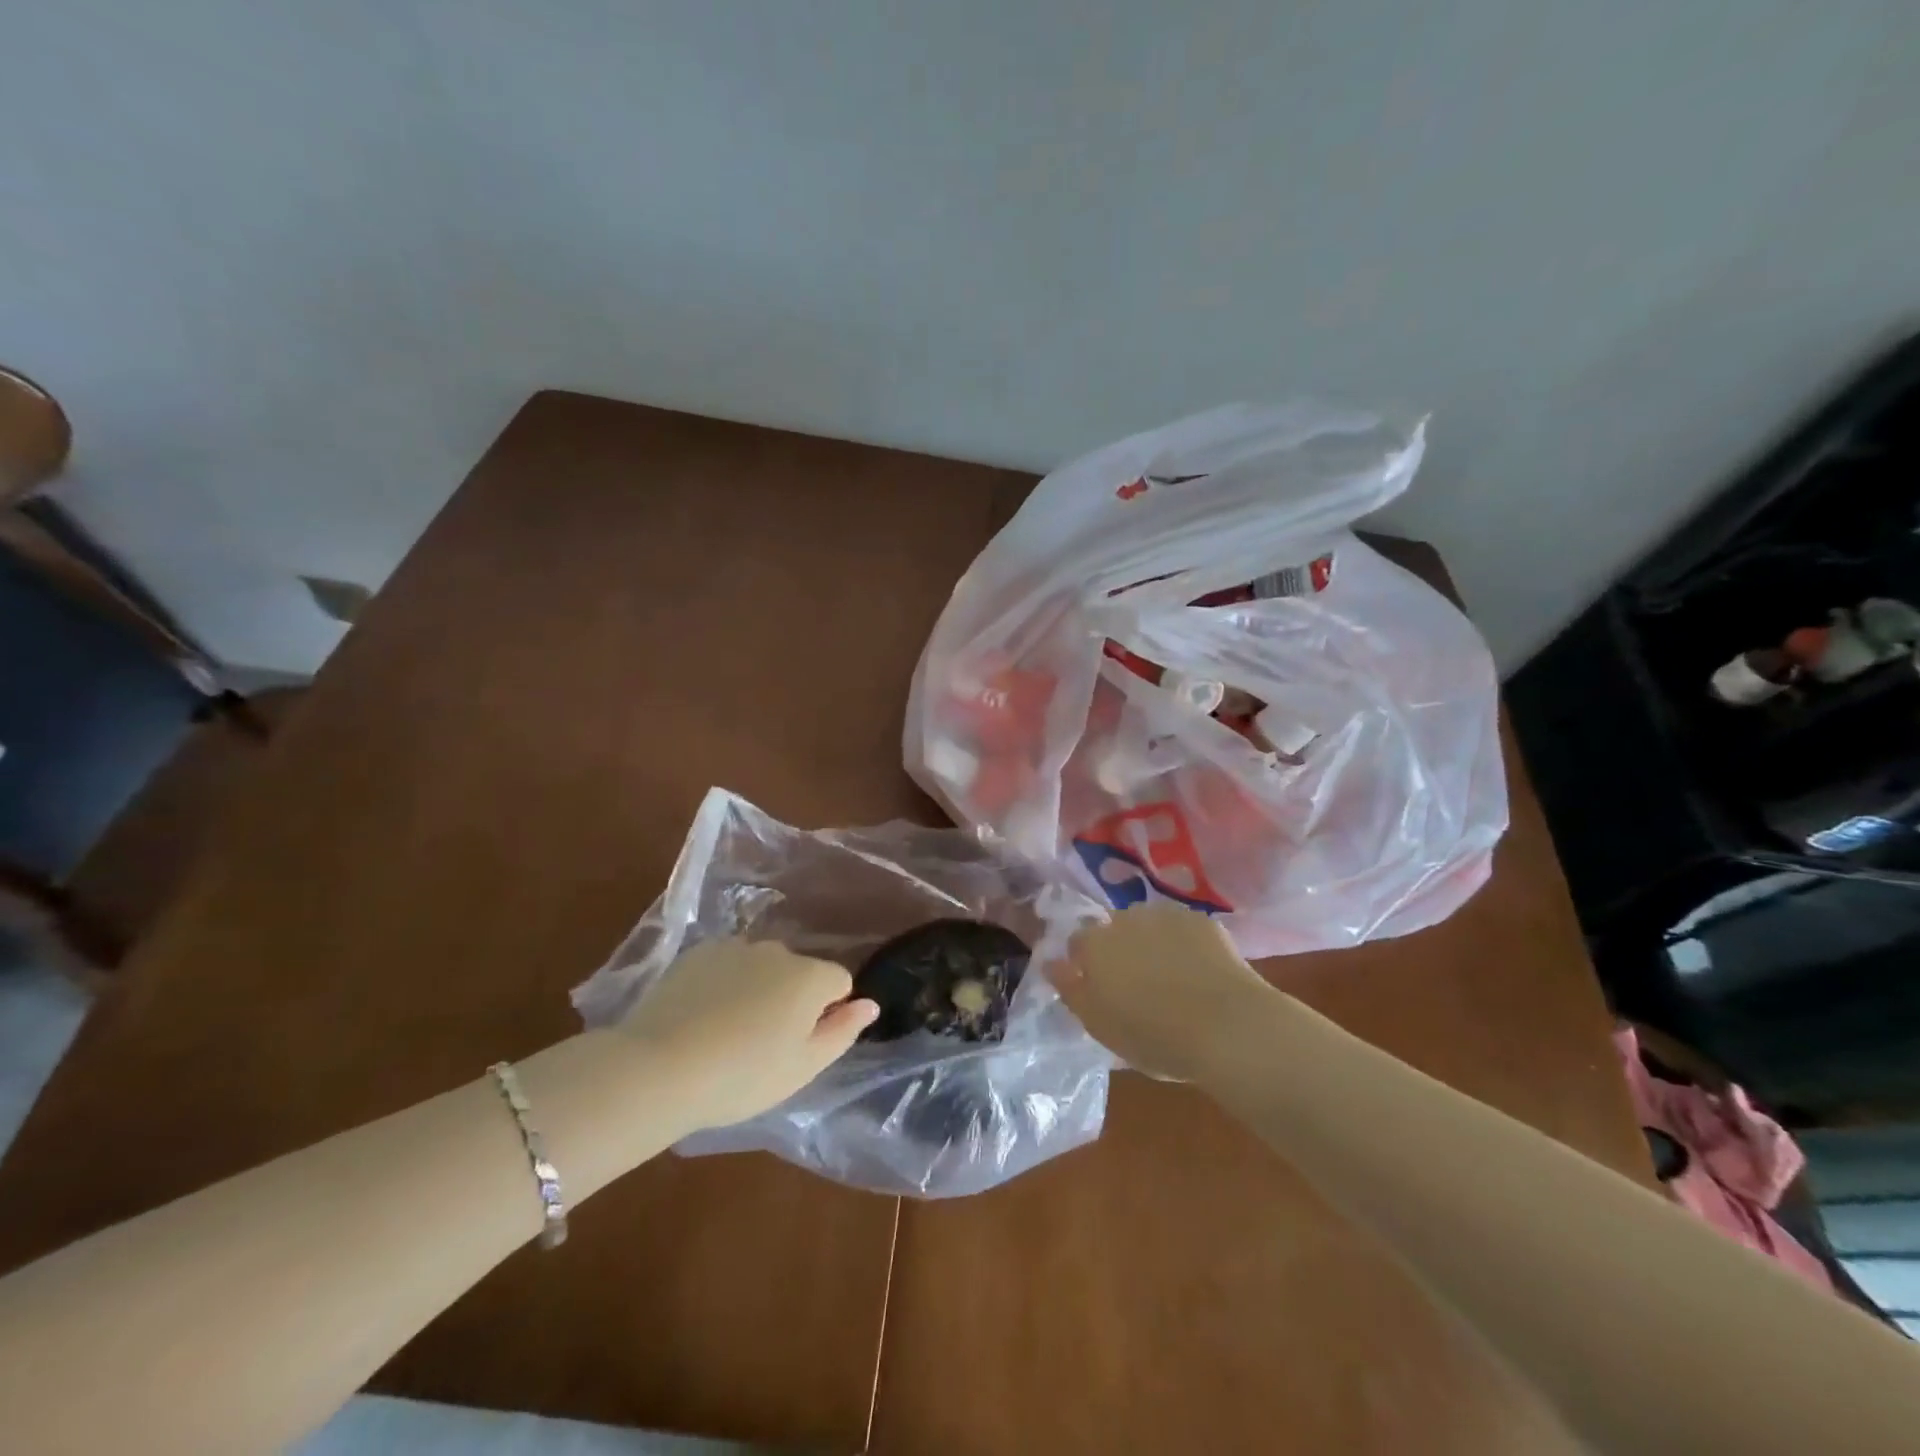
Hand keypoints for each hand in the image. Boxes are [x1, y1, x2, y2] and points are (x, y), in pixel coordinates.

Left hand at [619, 938, 876, 1129]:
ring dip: (758, 989)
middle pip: (799, 971)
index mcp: (810, 976)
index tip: (800, 1045)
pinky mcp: (697, 953)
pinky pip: (727, 965)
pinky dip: (724, 984)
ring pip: (762, 967)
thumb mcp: (803, 1067)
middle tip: (764, 1045)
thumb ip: (843, 1031)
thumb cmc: (743, 1076)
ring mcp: (734, 947)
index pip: (839, 982)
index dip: (827, 1013)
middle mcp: (778, 950)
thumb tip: (870, 1004)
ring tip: (728, 1033)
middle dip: (791, 998)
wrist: (659, 1068)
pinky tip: (702, 1018)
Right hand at [1046, 902, 1277, 1081]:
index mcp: (1095, 945)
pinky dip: (1184, 944)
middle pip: (1114, 929)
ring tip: (1170, 977)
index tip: (1100, 990)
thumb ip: (1071, 991)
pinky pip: (1182, 929)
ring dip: (1151, 943)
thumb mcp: (1100, 1026)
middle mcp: (1126, 919)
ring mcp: (1166, 915)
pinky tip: (1198, 971)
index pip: (1077, 943)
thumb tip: (1051, 964)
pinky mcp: (1202, 921)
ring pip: (1149, 925)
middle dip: (1120, 950)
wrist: (1228, 1027)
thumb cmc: (1155, 1036)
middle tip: (1137, 986)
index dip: (1086, 965)